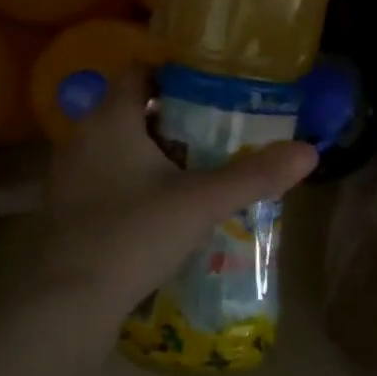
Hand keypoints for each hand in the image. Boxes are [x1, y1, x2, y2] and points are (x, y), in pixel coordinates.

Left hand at [0, 66, 318, 330]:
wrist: (67, 303)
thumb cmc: (134, 234)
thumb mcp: (202, 202)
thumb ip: (255, 175)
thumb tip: (309, 152)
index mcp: (110, 120)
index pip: (139, 72)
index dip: (175, 76)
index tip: (212, 92)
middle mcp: (82, 138)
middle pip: (131, 111)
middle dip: (173, 121)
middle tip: (217, 135)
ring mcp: (69, 177)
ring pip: (119, 149)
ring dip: (154, 156)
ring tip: (197, 173)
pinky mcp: (68, 211)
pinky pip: (108, 182)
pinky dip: (135, 186)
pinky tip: (164, 212)